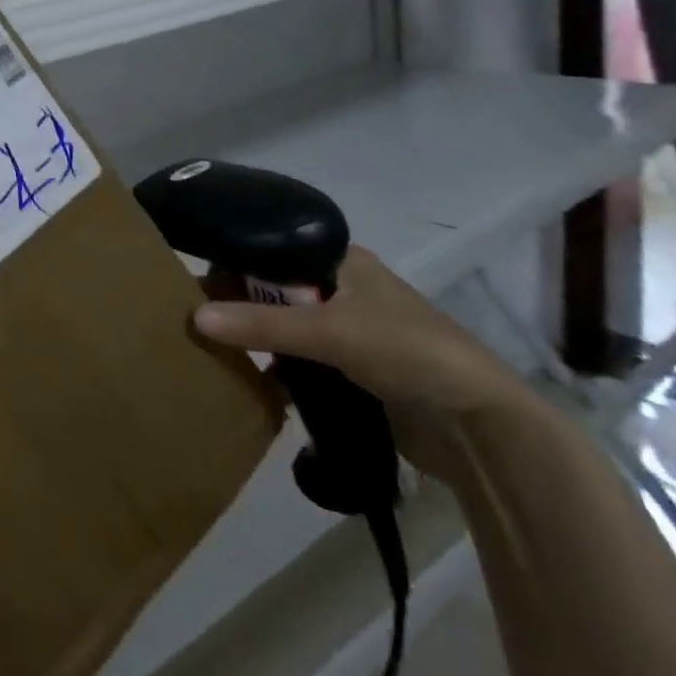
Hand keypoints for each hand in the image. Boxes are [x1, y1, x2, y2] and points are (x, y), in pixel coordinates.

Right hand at [192, 247, 536, 481]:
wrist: (482, 427)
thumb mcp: (328, 331)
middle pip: (276, 289)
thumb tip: (194, 317)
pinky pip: (302, 361)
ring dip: (258, 340)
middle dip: (240, 305)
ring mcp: (351, 331)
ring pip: (287, 327)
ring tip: (214, 350)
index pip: (272, 248)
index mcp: (342, 260)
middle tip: (198, 319)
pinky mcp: (356, 371)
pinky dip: (279, 370)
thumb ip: (261, 325)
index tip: (197, 282)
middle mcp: (344, 288)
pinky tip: (251, 381)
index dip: (235, 261)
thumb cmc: (407, 352)